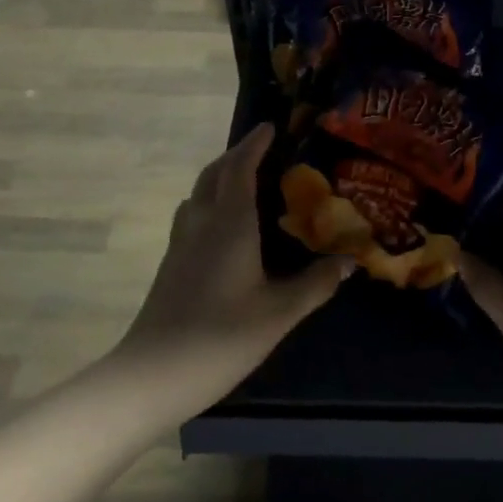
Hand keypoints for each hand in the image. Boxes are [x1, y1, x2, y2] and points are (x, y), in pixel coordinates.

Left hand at [110, 123, 352, 419]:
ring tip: (247, 183)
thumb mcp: (279, 313)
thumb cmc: (221, 337)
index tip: (271, 126)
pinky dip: (211, 203)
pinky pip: (193, 216)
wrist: (153, 375)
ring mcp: (180, 244)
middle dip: (236, 156)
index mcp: (229, 224)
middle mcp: (201, 224)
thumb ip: (316, 283)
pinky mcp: (172, 265)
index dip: (254, 144)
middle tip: (264, 151)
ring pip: (198, 194)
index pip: (239, 168)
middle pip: (213, 174)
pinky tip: (227, 227)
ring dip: (220, 178)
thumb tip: (349, 260)